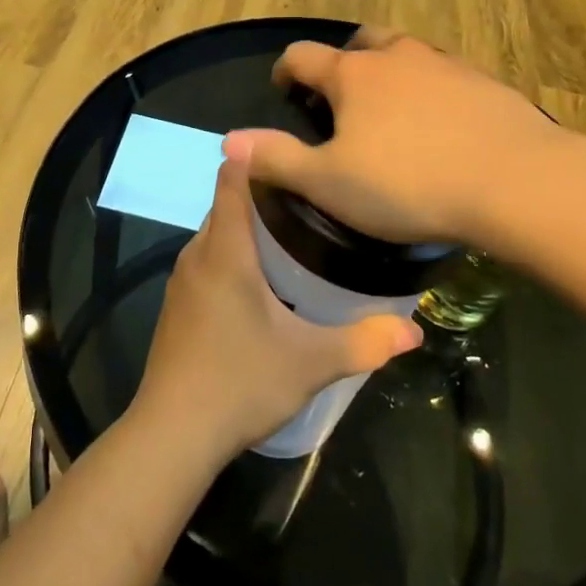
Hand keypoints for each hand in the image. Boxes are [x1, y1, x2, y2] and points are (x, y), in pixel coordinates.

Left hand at [134, 157, 421, 461]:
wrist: (172, 434)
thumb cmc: (240, 382)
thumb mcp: (310, 362)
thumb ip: (363, 342)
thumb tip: (414, 330)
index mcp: (226, 251)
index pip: (231, 180)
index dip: (253, 158)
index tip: (286, 150)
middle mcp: (198, 254)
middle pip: (226, 206)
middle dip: (260, 196)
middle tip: (308, 197)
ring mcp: (182, 281)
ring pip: (214, 235)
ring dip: (244, 228)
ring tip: (289, 233)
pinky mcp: (176, 306)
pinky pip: (206, 261)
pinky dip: (230, 255)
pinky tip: (258, 282)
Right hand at [226, 29, 574, 252]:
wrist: (515, 181)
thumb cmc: (409, 183)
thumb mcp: (329, 182)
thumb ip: (276, 159)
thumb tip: (228, 140)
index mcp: (352, 75)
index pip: (303, 56)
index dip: (286, 70)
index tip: (283, 88)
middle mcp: (396, 56)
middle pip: (360, 43)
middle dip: (343, 62)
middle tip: (341, 96)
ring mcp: (444, 64)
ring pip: (406, 53)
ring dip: (390, 71)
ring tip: (392, 109)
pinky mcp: (484, 81)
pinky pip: (446, 75)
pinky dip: (432, 89)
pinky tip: (442, 125)